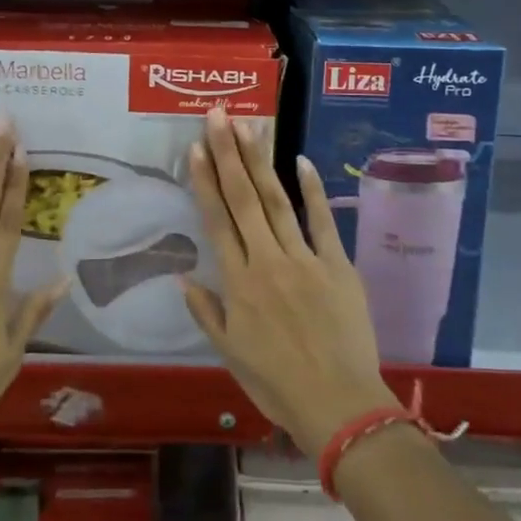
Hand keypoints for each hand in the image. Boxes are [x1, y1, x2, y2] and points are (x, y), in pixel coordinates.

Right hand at [183, 107, 395, 456]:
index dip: (205, 181)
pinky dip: (313, 191)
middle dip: (228, 155)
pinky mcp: (338, 265)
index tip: (196, 148)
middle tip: (218, 115)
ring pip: (278, 201)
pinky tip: (301, 160)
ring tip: (248, 127)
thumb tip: (181, 278)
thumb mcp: (230, 354)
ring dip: (260, 162)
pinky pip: (323, 221)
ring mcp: (305, 259)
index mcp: (239, 283)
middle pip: (244, 199)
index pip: (217, 221)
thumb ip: (206, 312)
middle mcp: (267, 261)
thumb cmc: (277, 384)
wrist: (339, 405)